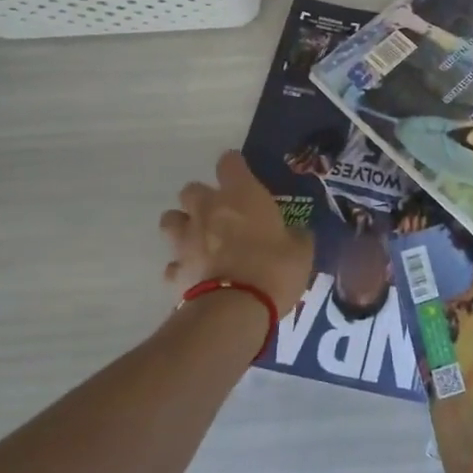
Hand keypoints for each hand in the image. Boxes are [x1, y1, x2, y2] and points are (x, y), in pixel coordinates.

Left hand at [161, 151, 311, 317]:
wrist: (236, 309)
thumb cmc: (274, 268)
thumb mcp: (301, 250)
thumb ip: (297, 236)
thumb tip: (298, 233)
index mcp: (241, 194)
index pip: (229, 162)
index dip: (235, 166)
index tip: (243, 175)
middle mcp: (209, 209)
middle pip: (191, 189)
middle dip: (202, 197)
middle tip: (221, 212)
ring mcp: (187, 239)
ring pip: (170, 220)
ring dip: (182, 225)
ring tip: (199, 239)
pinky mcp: (177, 270)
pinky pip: (173, 263)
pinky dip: (181, 266)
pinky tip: (195, 274)